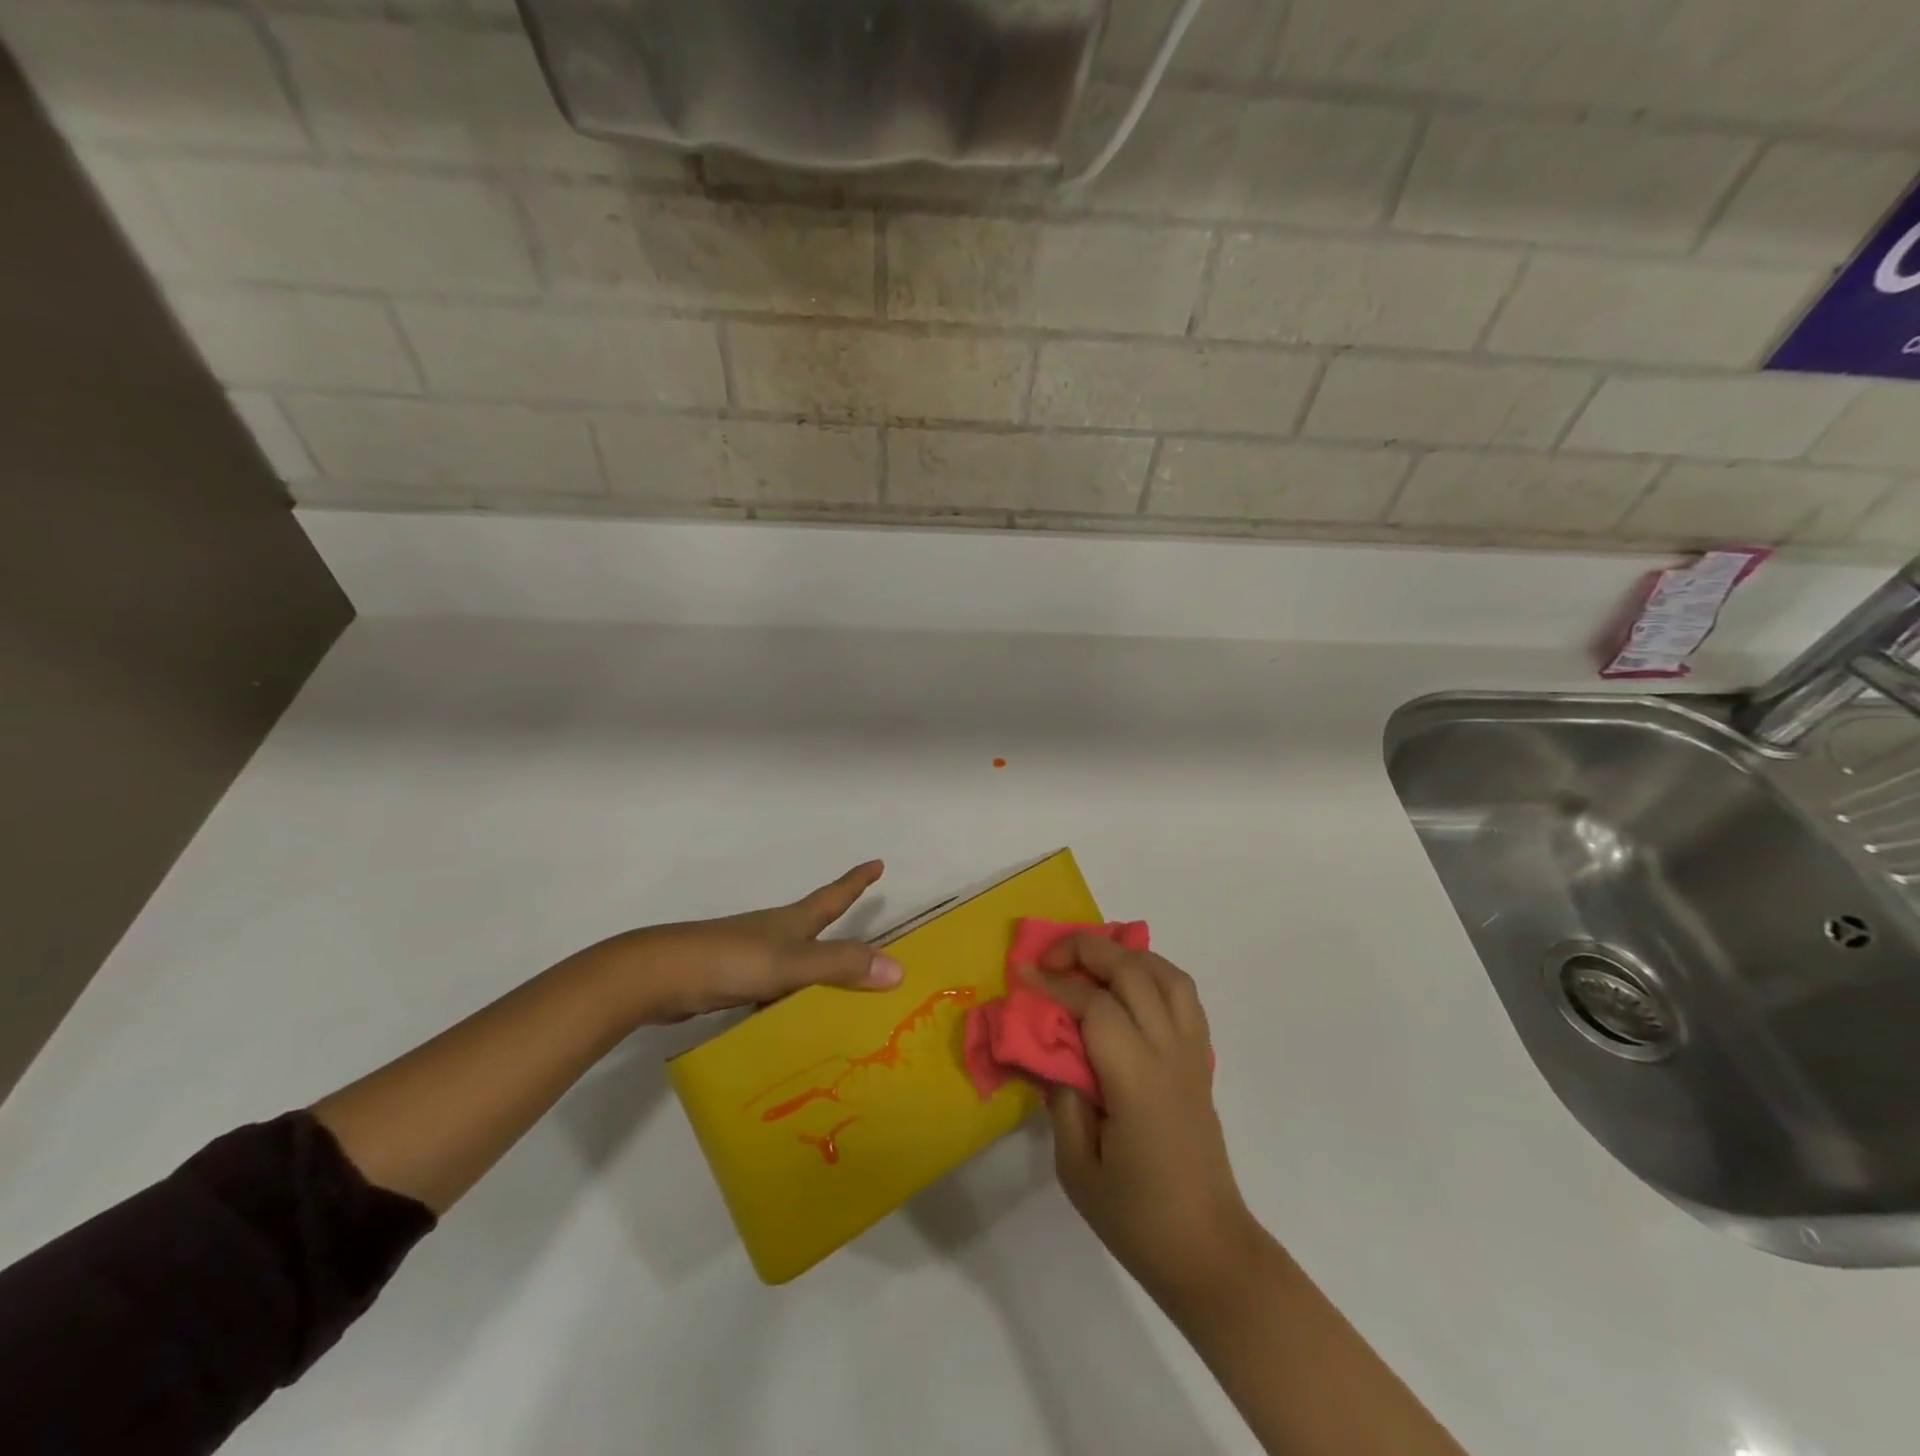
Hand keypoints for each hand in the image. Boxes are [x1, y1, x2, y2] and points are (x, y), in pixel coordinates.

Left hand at [571, 861, 903, 1024]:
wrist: (657, 976)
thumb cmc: (728, 960)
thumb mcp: (790, 965)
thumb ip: (839, 967)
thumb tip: (898, 969)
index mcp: (791, 923)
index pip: (833, 896)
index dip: (855, 881)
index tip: (877, 863)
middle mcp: (773, 932)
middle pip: (813, 922)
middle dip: (837, 919)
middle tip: (862, 924)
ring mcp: (748, 955)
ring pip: (792, 956)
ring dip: (815, 964)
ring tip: (835, 986)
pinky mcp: (729, 979)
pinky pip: (772, 984)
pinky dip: (788, 993)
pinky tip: (788, 1015)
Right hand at [1028, 935, 1257, 1312]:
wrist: (1209, 1251)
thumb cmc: (1138, 1218)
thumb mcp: (1077, 1169)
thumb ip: (1062, 1101)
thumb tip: (1055, 1056)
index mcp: (1136, 1080)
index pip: (1095, 1005)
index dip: (1056, 984)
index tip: (1023, 975)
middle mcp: (1169, 1053)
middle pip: (1133, 972)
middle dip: (1087, 950)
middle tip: (1050, 959)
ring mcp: (1191, 1053)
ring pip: (1166, 974)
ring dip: (1126, 955)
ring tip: (1090, 964)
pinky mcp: (1201, 1062)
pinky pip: (1184, 997)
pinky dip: (1154, 974)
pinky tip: (1128, 989)